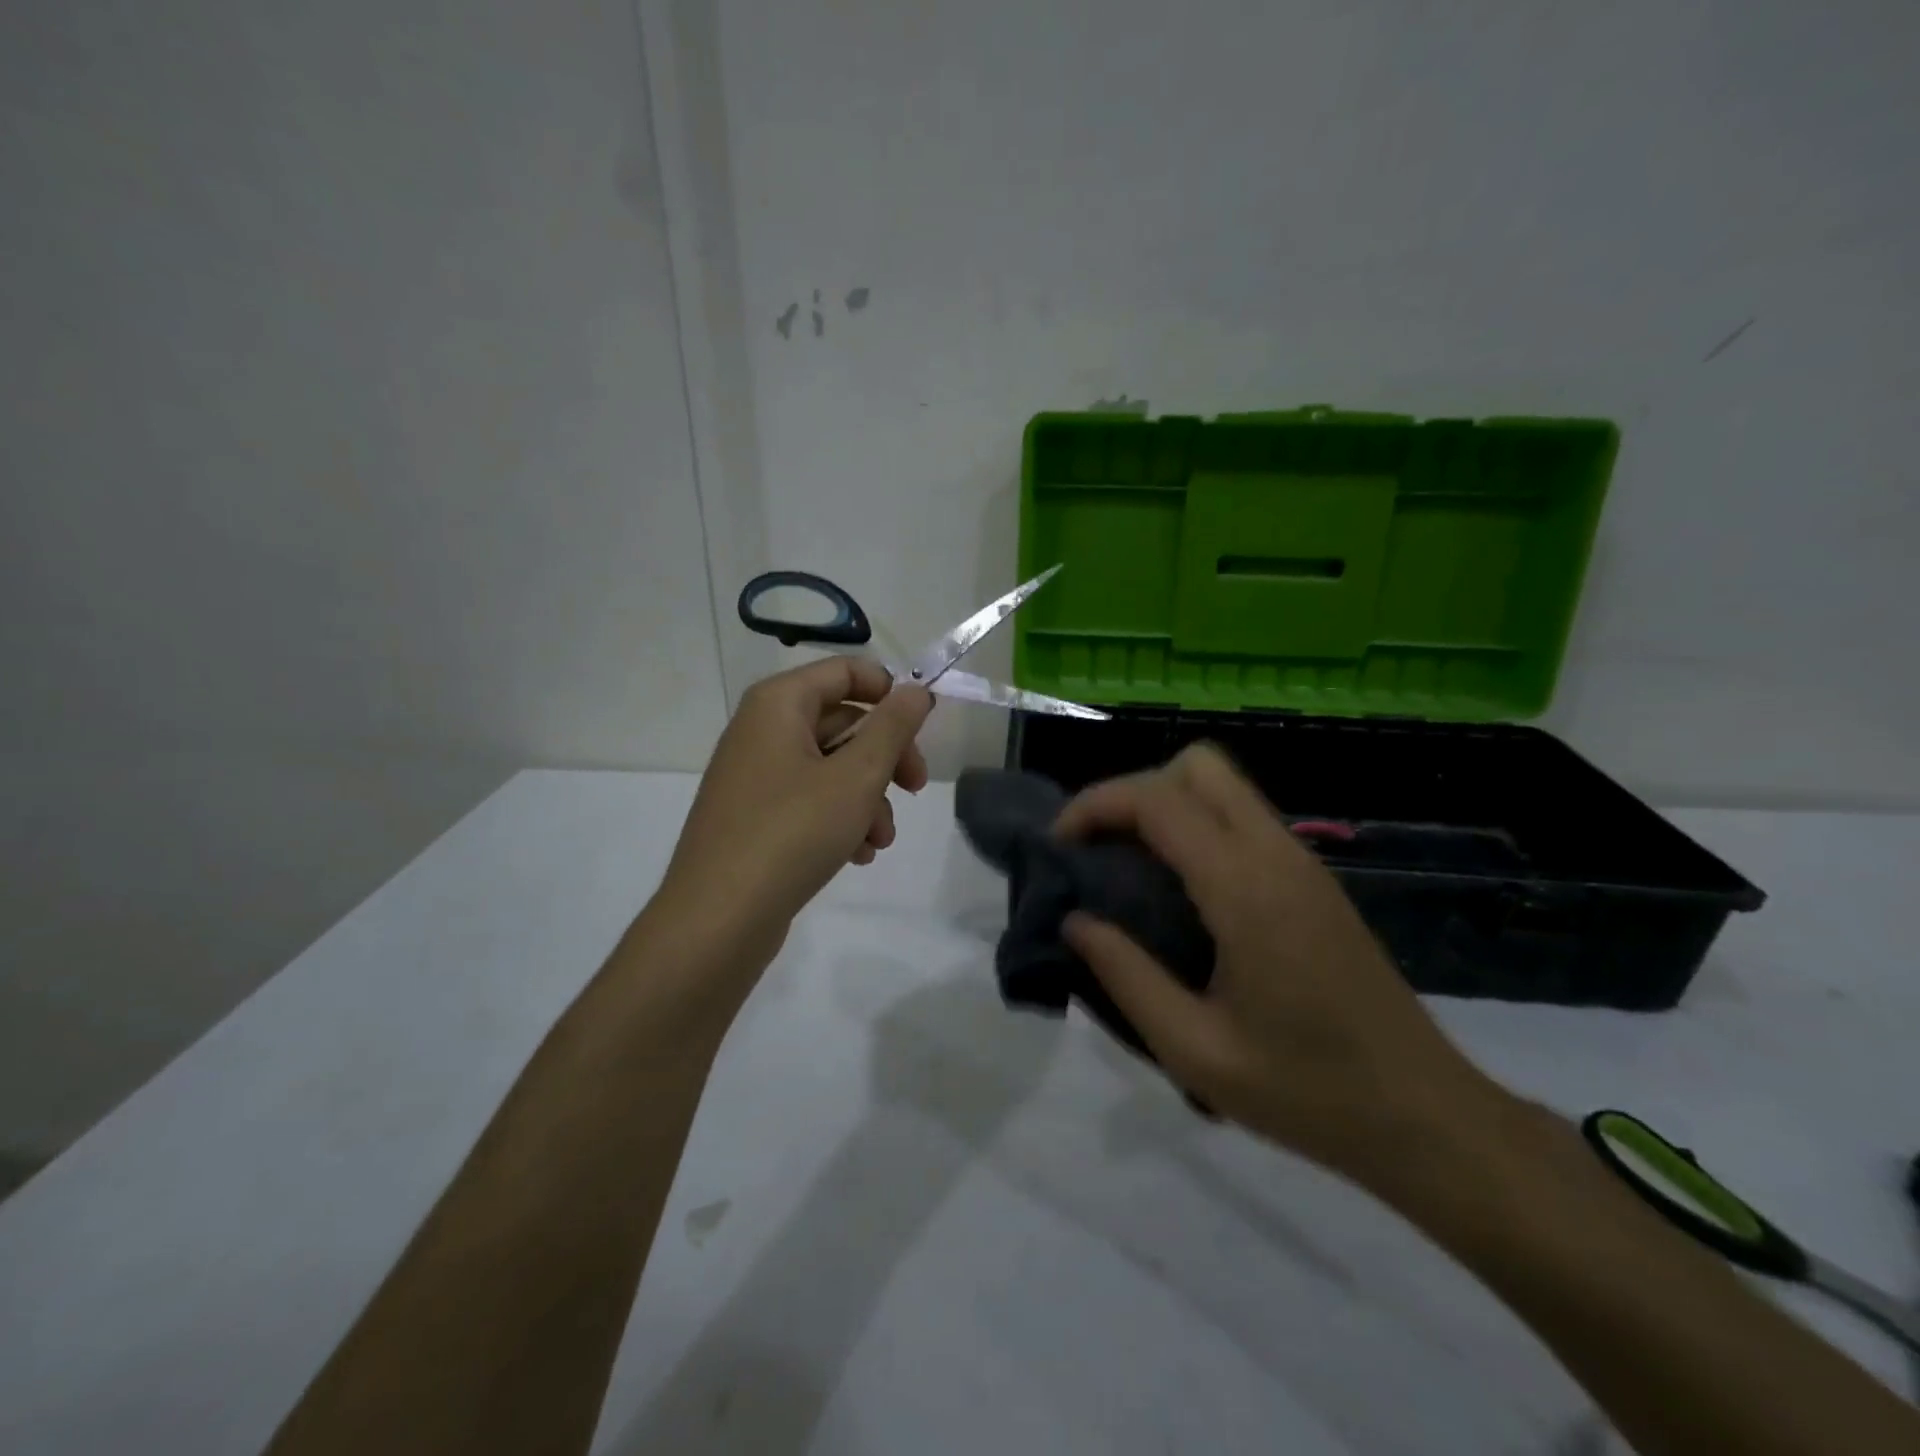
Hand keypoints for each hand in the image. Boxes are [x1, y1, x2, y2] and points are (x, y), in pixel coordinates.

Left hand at [661, 657, 931, 956]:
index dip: (890, 691)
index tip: (922, 727)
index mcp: (779, 704)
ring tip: (882, 838)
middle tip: (916, 787)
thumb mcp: (857, 776)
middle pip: (842, 721)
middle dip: (886, 756)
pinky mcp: (755, 816)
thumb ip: (893, 727)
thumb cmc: (793, 832)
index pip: (845, 671)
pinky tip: (858, 854)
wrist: (719, 918)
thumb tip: (917, 690)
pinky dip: (840, 819)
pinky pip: (809, 800)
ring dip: (868, 797)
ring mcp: (755, 775)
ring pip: (831, 767)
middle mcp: (762, 730)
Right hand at [1057, 744, 1494, 1182]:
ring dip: (1165, 806)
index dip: (1095, 805)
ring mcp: (1303, 863)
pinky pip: (1243, 820)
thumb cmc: (1307, 1092)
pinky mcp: (1314, 882)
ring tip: (1128, 868)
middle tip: (1099, 850)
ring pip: (1223, 786)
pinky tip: (1179, 891)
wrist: (1426, 1118)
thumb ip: (1125, 976)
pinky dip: (1197, 827)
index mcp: (1245, 888)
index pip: (1157, 799)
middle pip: (1196, 766)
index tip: (1059, 847)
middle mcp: (1277, 855)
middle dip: (1132, 792)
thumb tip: (1076, 921)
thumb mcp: (1195, 1050)